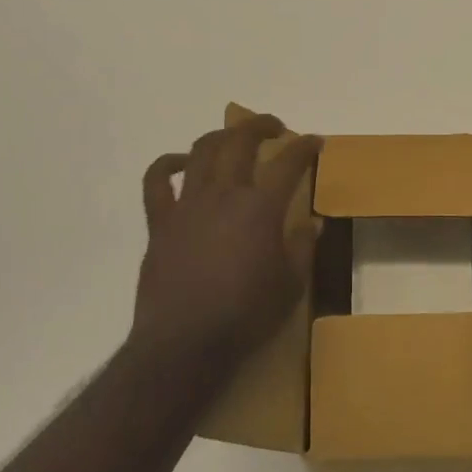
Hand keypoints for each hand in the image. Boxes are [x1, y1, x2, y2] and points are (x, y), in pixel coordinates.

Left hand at [134, 115, 321, 363]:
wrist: (184, 345)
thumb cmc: (245, 317)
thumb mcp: (291, 287)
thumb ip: (304, 248)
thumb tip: (314, 222)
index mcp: (260, 208)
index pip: (288, 163)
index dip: (305, 147)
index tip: (315, 142)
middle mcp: (224, 194)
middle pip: (240, 141)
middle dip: (261, 126)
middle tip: (274, 128)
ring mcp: (188, 204)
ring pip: (202, 151)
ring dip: (221, 136)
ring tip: (233, 138)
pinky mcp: (160, 222)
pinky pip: (156, 181)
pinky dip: (167, 164)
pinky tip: (180, 163)